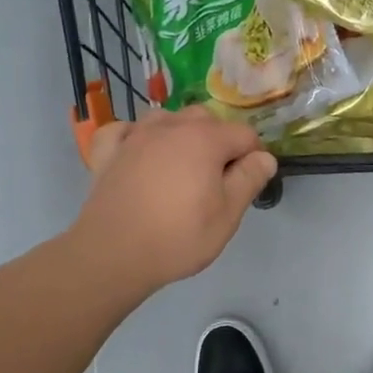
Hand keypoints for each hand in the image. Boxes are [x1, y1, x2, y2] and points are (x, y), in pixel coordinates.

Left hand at [70, 107, 277, 295]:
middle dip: (219, 141)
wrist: (113, 253)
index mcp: (205, 139)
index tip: (248, 183)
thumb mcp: (227, 216)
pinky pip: (124, 130)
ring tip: (182, 165)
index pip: (244, 134)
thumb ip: (248, 180)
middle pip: (206, 119)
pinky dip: (135, 136)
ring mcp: (135, 136)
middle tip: (217, 179)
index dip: (253, 157)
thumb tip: (264, 157)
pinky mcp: (108, 151)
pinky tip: (138, 152)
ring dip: (180, 133)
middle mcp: (170, 126)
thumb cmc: (178, 237)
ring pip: (166, 118)